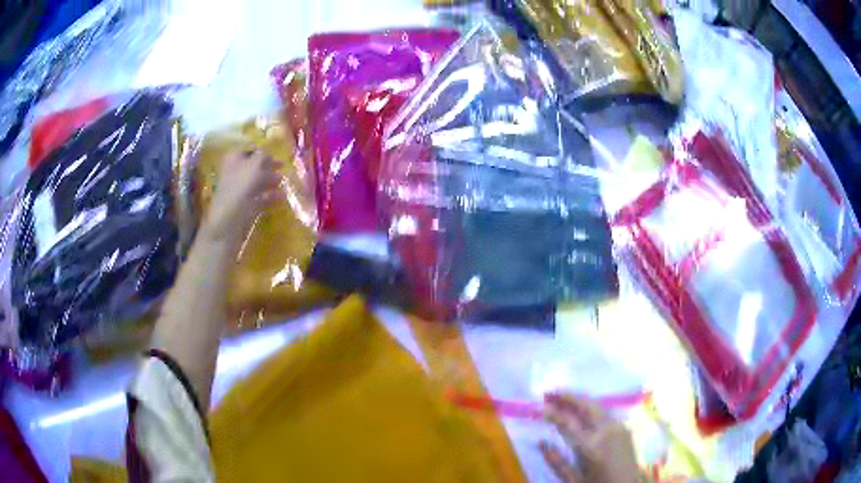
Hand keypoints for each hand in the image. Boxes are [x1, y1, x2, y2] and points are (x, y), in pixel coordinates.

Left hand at [203, 149, 283, 243]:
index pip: (250, 149)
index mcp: (234, 159)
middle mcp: (235, 172)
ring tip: (283, 181)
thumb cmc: (239, 189)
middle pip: (254, 165)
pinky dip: (269, 195)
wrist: (228, 223)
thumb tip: (270, 153)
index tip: (278, 152)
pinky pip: (259, 197)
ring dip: (270, 181)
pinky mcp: (244, 205)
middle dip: (269, 166)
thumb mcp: (254, 166)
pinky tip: (281, 196)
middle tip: (283, 167)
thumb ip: (264, 156)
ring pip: (257, 181)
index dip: (263, 150)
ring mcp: (239, 190)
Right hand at [541, 394, 641, 482]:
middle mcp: (607, 431)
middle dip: (568, 397)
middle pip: (586, 406)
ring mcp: (619, 427)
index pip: (568, 422)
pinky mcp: (625, 428)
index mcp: (592, 446)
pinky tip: (583, 410)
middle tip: (551, 392)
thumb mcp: (573, 480)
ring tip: (564, 398)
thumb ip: (557, 462)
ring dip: (580, 400)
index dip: (553, 412)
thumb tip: (541, 442)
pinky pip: (606, 413)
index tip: (540, 405)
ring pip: (597, 406)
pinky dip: (592, 408)